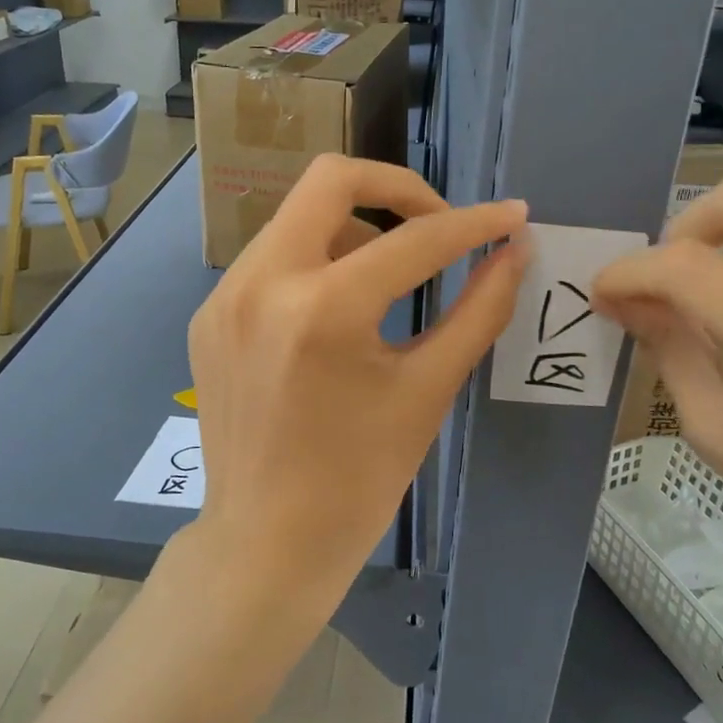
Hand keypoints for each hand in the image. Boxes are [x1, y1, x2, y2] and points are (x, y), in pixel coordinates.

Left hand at [186, 156, 527, 608]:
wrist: (266, 543)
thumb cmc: (358, 480)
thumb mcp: (426, 391)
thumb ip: (477, 311)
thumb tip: (515, 252)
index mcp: (322, 310)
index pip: (415, 239)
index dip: (474, 224)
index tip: (511, 217)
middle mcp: (261, 283)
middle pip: (331, 179)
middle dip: (398, 189)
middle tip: (437, 225)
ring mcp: (224, 297)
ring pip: (297, 217)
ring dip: (354, 229)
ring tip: (390, 281)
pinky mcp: (208, 316)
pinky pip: (271, 259)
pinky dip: (315, 263)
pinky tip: (337, 313)